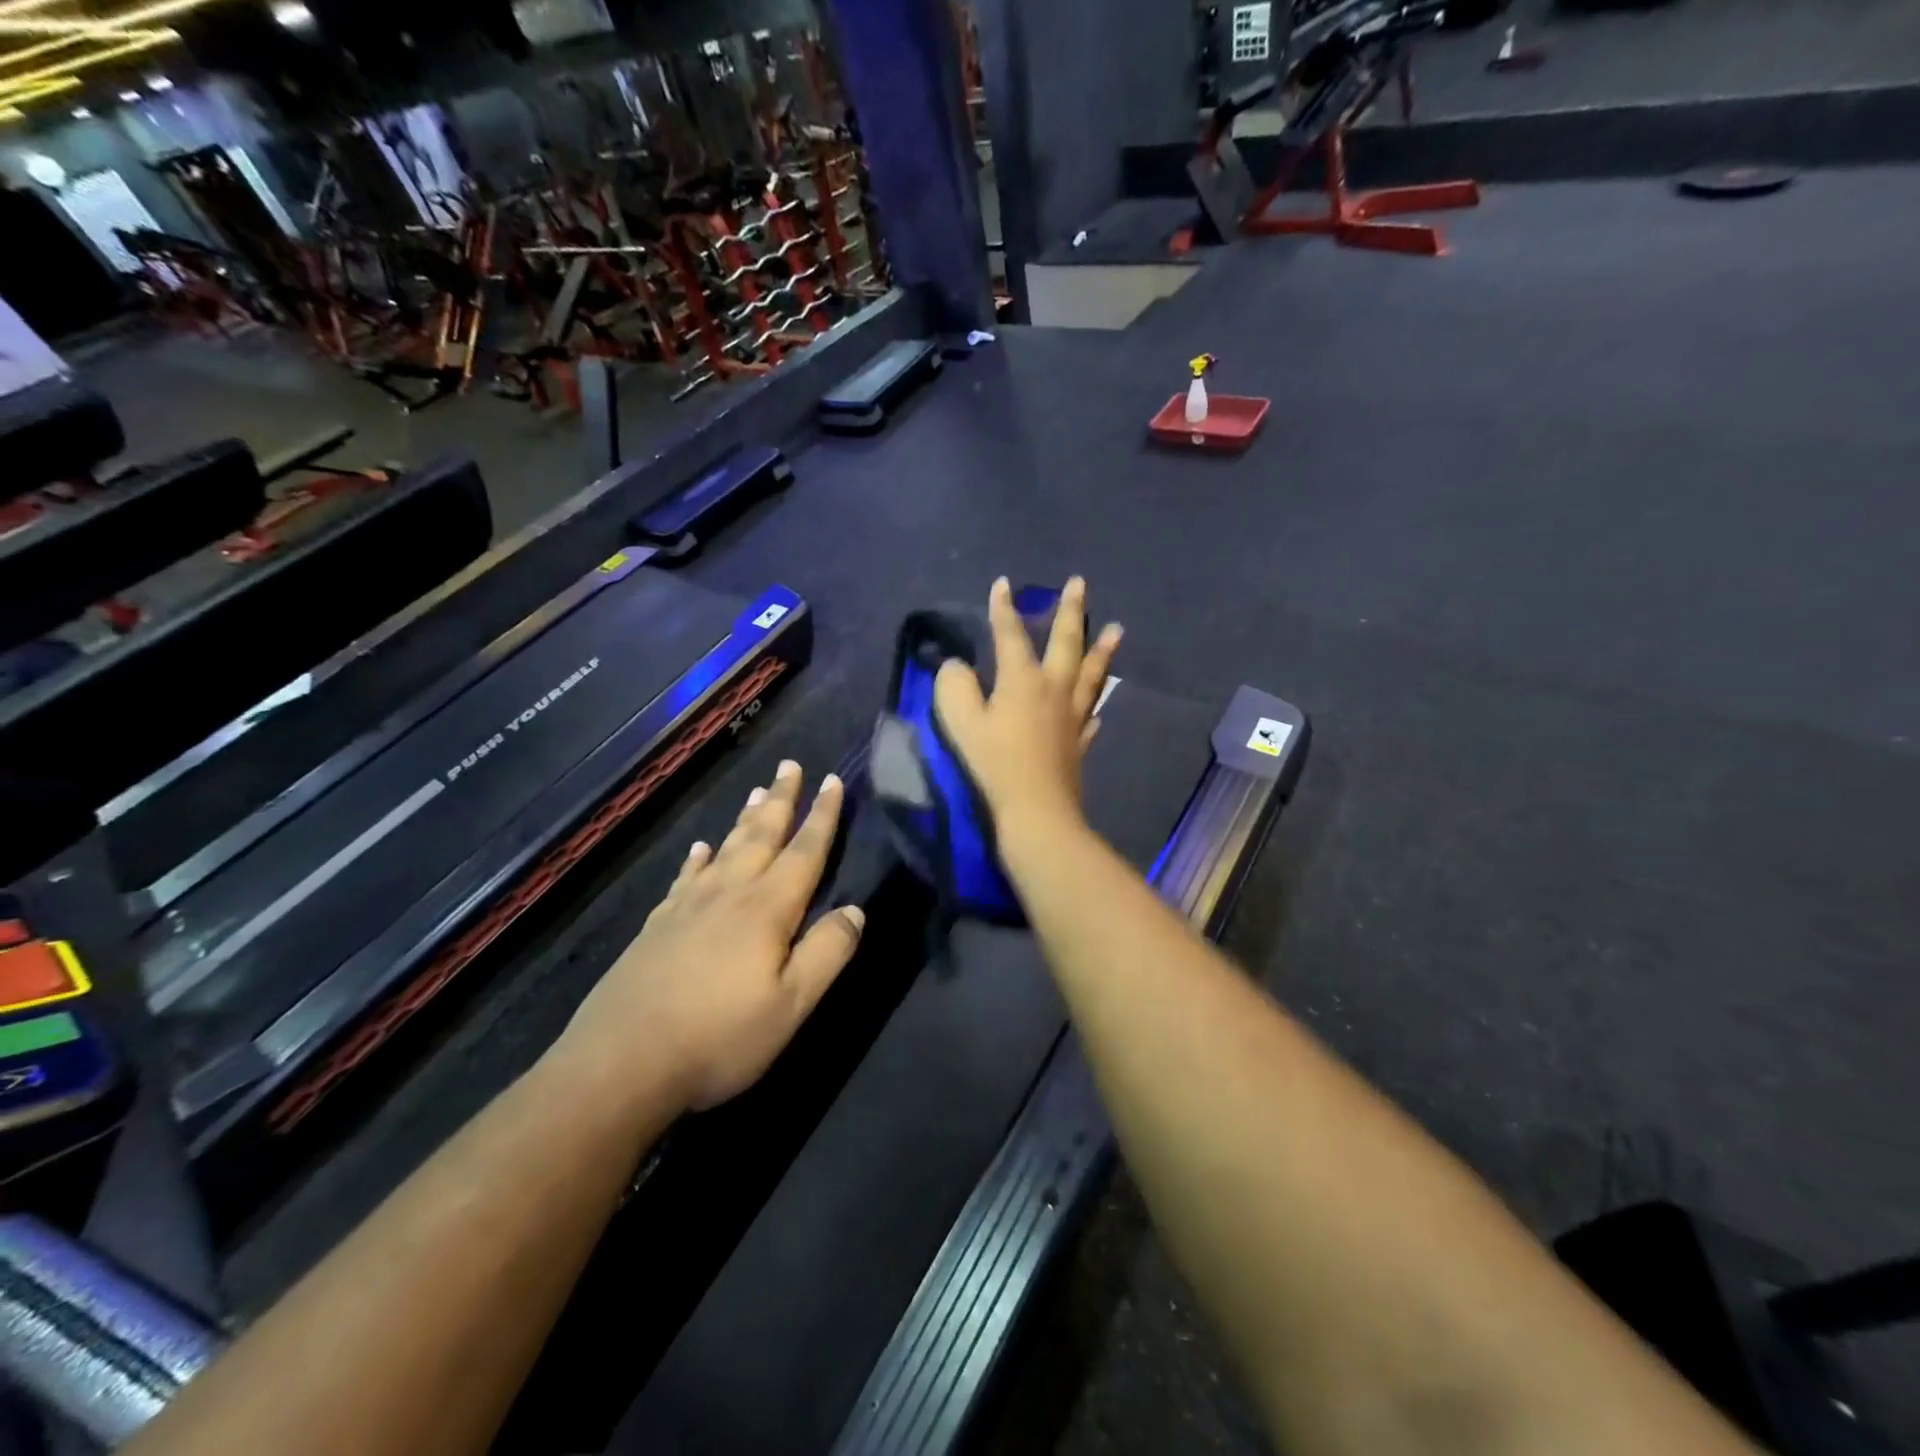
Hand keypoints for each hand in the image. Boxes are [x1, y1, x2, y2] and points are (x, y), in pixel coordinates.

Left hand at [560, 762, 863, 1110]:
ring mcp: (687, 908)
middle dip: (781, 800)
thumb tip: (856, 910)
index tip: (832, 780)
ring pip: (724, 849)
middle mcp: (728, 895)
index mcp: (766, 910)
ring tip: (757, 791)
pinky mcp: (657, 927)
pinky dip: (696, 858)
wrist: (621, 1064)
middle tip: (790, 765)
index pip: (804, 852)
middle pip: (760, 836)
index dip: (821, 816)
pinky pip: (685, 878)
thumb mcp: (791, 1005)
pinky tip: (698, 849)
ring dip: (744, 819)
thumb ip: (827, 953)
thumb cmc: (719, 1037)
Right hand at [934, 576, 1122, 834]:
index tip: (1004, 583)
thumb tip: (957, 667)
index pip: (1011, 635)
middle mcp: (1054, 690)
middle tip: (1079, 584)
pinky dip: (1094, 706)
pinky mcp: (1079, 744)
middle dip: (1071, 611)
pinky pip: (1090, 717)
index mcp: (1022, 680)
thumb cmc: (994, 764)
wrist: (1036, 812)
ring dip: (1101, 650)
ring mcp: (1072, 717)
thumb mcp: (960, 722)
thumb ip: (954, 686)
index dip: (1004, 609)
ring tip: (1116, 629)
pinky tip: (1097, 710)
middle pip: (1066, 643)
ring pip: (1091, 675)